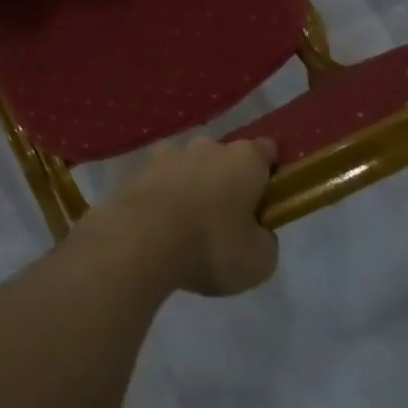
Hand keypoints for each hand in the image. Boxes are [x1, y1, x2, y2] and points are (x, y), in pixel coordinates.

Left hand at [100, 139, 279, 296]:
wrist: (140, 241)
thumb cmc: (211, 246)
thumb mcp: (259, 261)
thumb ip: (265, 240)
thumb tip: (258, 232)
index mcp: (245, 159)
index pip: (266, 152)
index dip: (269, 173)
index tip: (267, 199)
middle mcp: (208, 146)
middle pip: (225, 158)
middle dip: (227, 181)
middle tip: (226, 219)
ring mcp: (169, 154)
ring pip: (189, 166)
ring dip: (192, 185)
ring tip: (187, 224)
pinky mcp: (138, 170)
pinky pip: (160, 180)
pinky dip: (163, 196)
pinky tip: (160, 225)